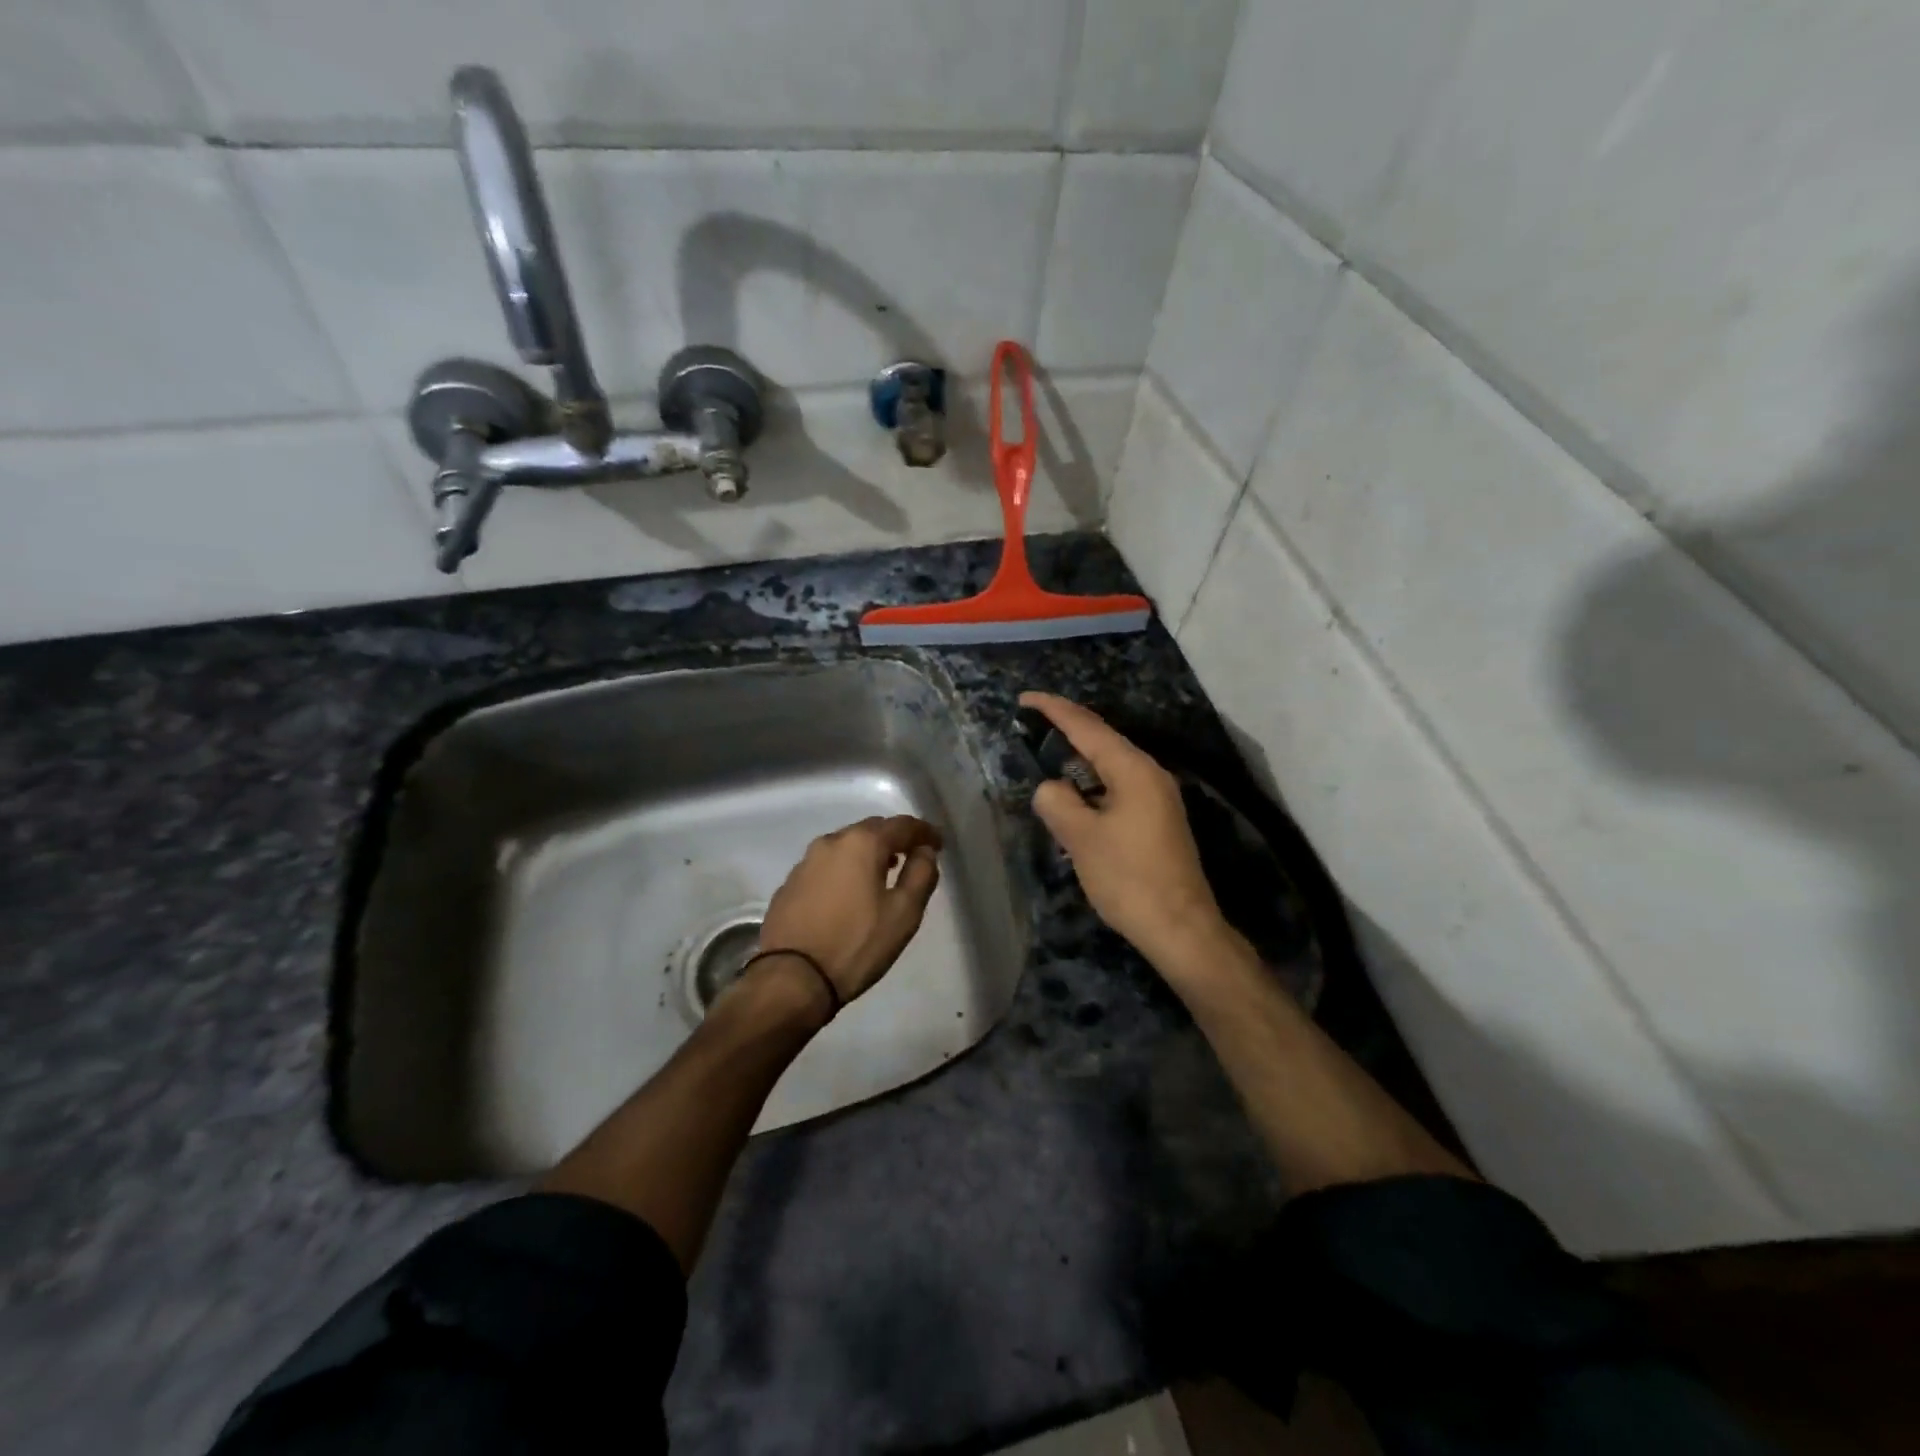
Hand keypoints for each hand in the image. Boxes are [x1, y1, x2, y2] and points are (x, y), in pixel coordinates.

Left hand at [757, 815, 943, 1006]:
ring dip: (867, 853)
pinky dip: (844, 870)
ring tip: (882, 873)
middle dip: (894, 838)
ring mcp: (805, 862)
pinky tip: (849, 892)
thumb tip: (924, 851)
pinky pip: (826, 866)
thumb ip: (921, 874)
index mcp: (862, 843)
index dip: (924, 832)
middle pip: (871, 830)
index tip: (939, 844)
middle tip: (912, 856)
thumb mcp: (904, 913)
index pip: (902, 825)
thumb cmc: (856, 944)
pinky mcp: (790, 884)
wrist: (792, 979)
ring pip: (845, 846)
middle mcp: (831, 842)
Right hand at [1020, 692, 1225, 969]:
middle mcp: (1150, 774)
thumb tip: (1050, 787)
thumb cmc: (1128, 878)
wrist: (1180, 927)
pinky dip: (1092, 784)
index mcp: (1133, 769)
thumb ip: (1057, 802)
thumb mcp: (1081, 838)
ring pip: (1110, 766)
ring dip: (1079, 759)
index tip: (1025, 698)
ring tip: (1047, 754)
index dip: (1054, 710)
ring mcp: (1158, 798)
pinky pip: (1117, 787)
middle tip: (1031, 723)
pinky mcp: (1157, 820)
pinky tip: (1075, 797)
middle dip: (1067, 729)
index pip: (1087, 727)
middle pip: (1102, 741)